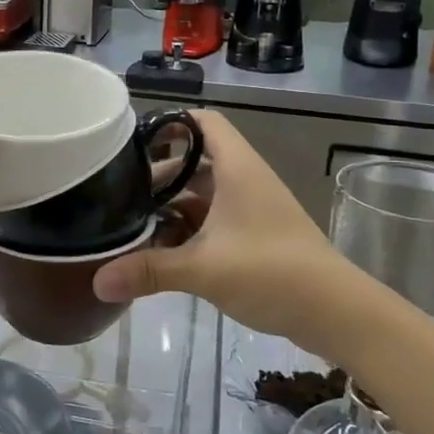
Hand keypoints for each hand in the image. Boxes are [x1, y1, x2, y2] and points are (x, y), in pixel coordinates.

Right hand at [92, 109, 342, 340]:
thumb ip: (149, 271)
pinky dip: (187, 230)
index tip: (133, 144)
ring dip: (171, 207)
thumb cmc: (271, 271)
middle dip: (158, 176)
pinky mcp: (255, 235)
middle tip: (119, 195)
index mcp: (236, 168)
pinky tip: (161, 253)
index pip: (202, 122)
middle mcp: (244, 180)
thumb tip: (97, 283)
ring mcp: (251, 209)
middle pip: (194, 161)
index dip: (169, 124)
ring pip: (202, 194)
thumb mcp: (203, 269)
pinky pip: (213, 220)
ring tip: (132, 225)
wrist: (336, 312)